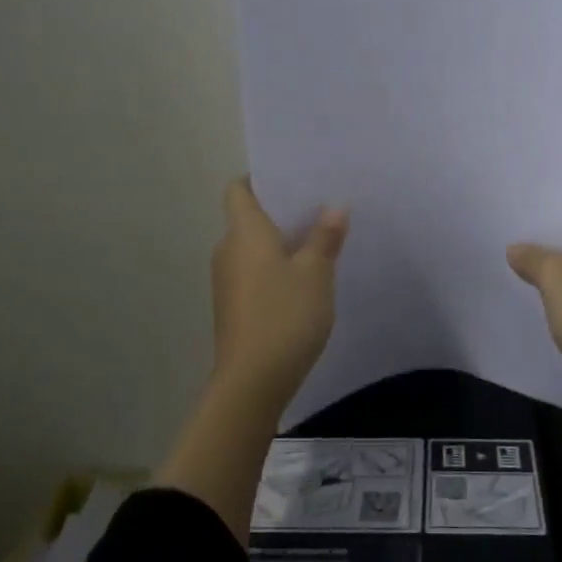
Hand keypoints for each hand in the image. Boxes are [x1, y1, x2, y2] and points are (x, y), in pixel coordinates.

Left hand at [210, 178, 348, 407]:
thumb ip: (325, 236)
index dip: (261, 178)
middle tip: (319, 206)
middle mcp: (228, 249)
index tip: (292, 179)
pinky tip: (304, 280)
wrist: (251, 383)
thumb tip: (335, 206)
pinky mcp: (233, 306)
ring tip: (318, 240)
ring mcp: (227, 280)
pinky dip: (274, 267)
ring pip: (253, 247)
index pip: (239, 188)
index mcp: (244, 231)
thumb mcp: (316, 272)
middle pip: (249, 216)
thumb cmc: (284, 316)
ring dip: (280, 242)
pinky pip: (254, 271)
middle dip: (281, 211)